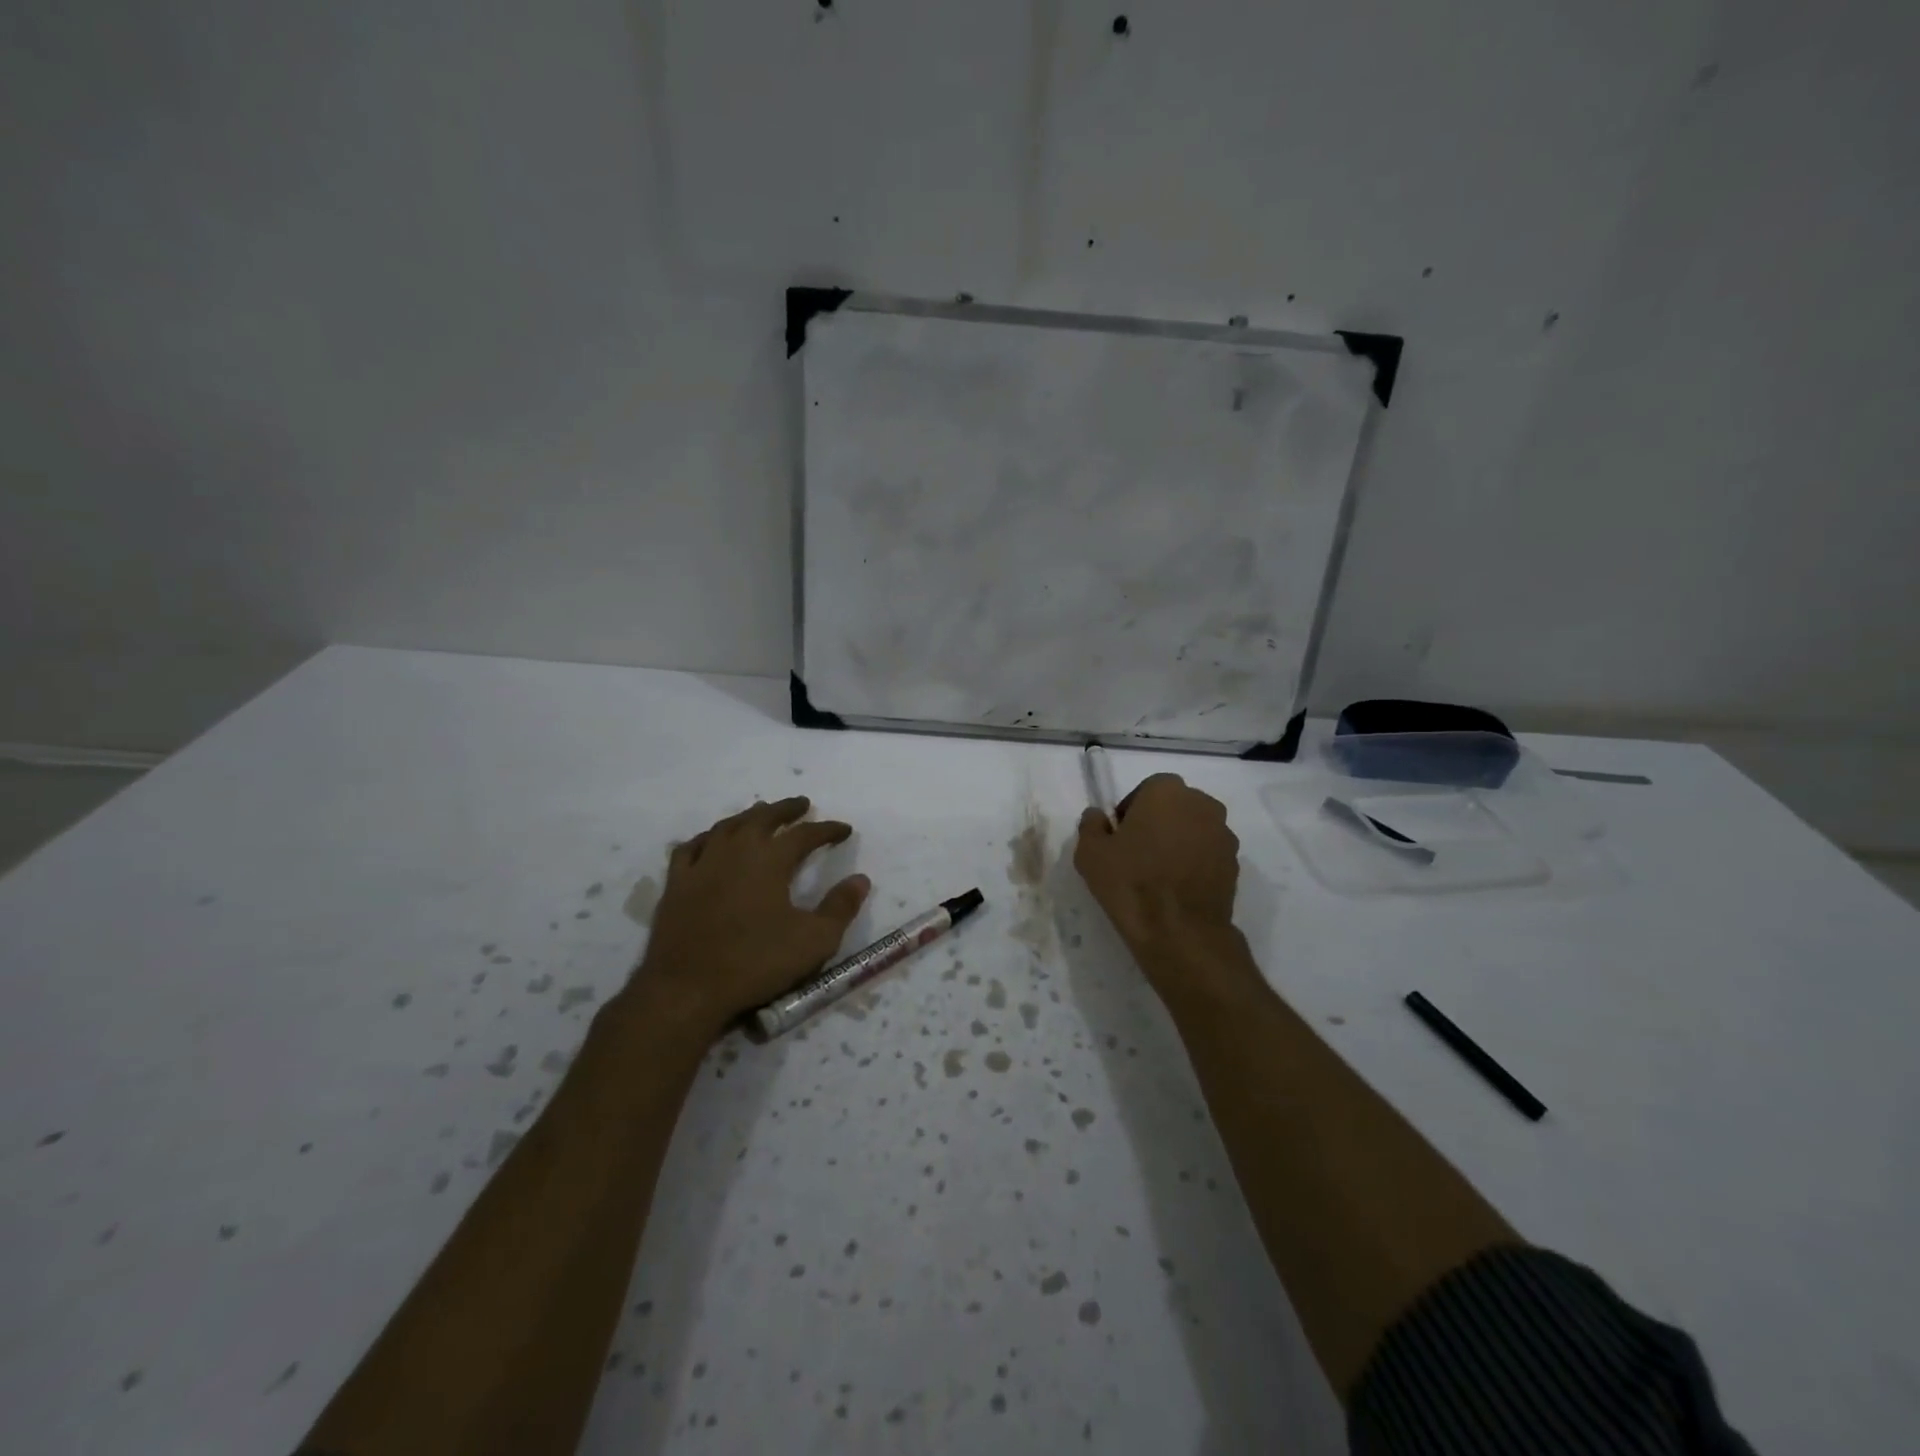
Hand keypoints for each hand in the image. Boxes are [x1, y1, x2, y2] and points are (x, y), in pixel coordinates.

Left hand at [633, 797, 869, 1039]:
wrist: (687, 989)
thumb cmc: (756, 963)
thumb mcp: (814, 941)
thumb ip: (841, 907)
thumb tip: (861, 879)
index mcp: (770, 860)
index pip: (805, 834)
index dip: (827, 829)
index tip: (844, 830)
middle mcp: (736, 851)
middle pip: (763, 818)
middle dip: (786, 809)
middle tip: (801, 804)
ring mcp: (702, 864)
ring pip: (727, 826)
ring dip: (748, 816)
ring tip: (760, 813)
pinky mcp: (676, 883)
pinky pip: (691, 847)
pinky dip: (707, 837)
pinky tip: (711, 840)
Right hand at [1074, 774, 1253, 997]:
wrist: (1180, 932)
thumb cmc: (1131, 882)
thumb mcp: (1090, 852)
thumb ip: (1091, 824)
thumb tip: (1097, 816)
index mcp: (1166, 791)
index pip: (1146, 790)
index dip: (1131, 812)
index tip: (1119, 837)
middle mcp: (1202, 804)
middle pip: (1174, 807)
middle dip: (1158, 823)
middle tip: (1137, 853)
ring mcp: (1223, 834)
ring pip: (1194, 830)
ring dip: (1179, 842)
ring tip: (1159, 874)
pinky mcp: (1235, 864)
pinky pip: (1208, 854)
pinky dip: (1195, 863)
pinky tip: (1177, 888)